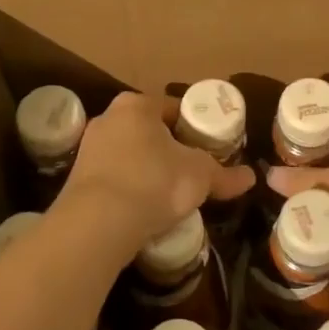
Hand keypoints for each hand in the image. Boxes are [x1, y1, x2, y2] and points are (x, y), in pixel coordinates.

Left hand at [59, 92, 254, 254]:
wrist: (97, 224)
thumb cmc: (154, 183)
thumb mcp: (200, 176)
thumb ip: (225, 174)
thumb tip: (251, 177)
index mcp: (137, 105)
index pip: (174, 108)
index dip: (196, 127)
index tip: (210, 148)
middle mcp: (108, 118)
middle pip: (150, 130)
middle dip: (171, 149)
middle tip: (193, 171)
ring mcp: (88, 148)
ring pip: (130, 154)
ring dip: (149, 169)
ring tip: (170, 194)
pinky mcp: (77, 179)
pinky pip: (114, 177)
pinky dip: (130, 188)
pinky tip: (144, 209)